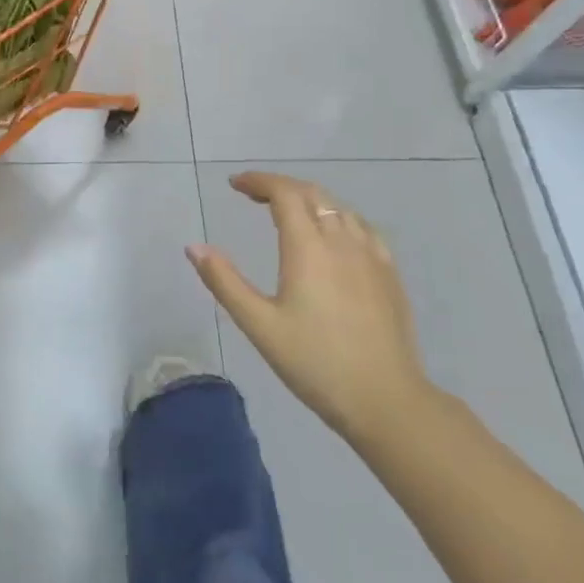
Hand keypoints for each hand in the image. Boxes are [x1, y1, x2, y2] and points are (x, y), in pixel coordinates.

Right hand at [187, 172, 433, 448]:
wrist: (386, 401)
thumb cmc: (315, 363)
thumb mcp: (259, 325)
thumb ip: (224, 282)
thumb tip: (194, 247)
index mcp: (308, 248)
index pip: (284, 193)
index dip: (259, 181)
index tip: (235, 184)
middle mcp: (342, 241)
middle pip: (312, 194)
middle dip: (280, 186)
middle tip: (253, 195)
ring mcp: (371, 256)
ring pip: (339, 208)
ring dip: (309, 200)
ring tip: (288, 213)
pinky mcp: (389, 274)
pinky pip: (362, 228)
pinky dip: (338, 218)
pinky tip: (333, 237)